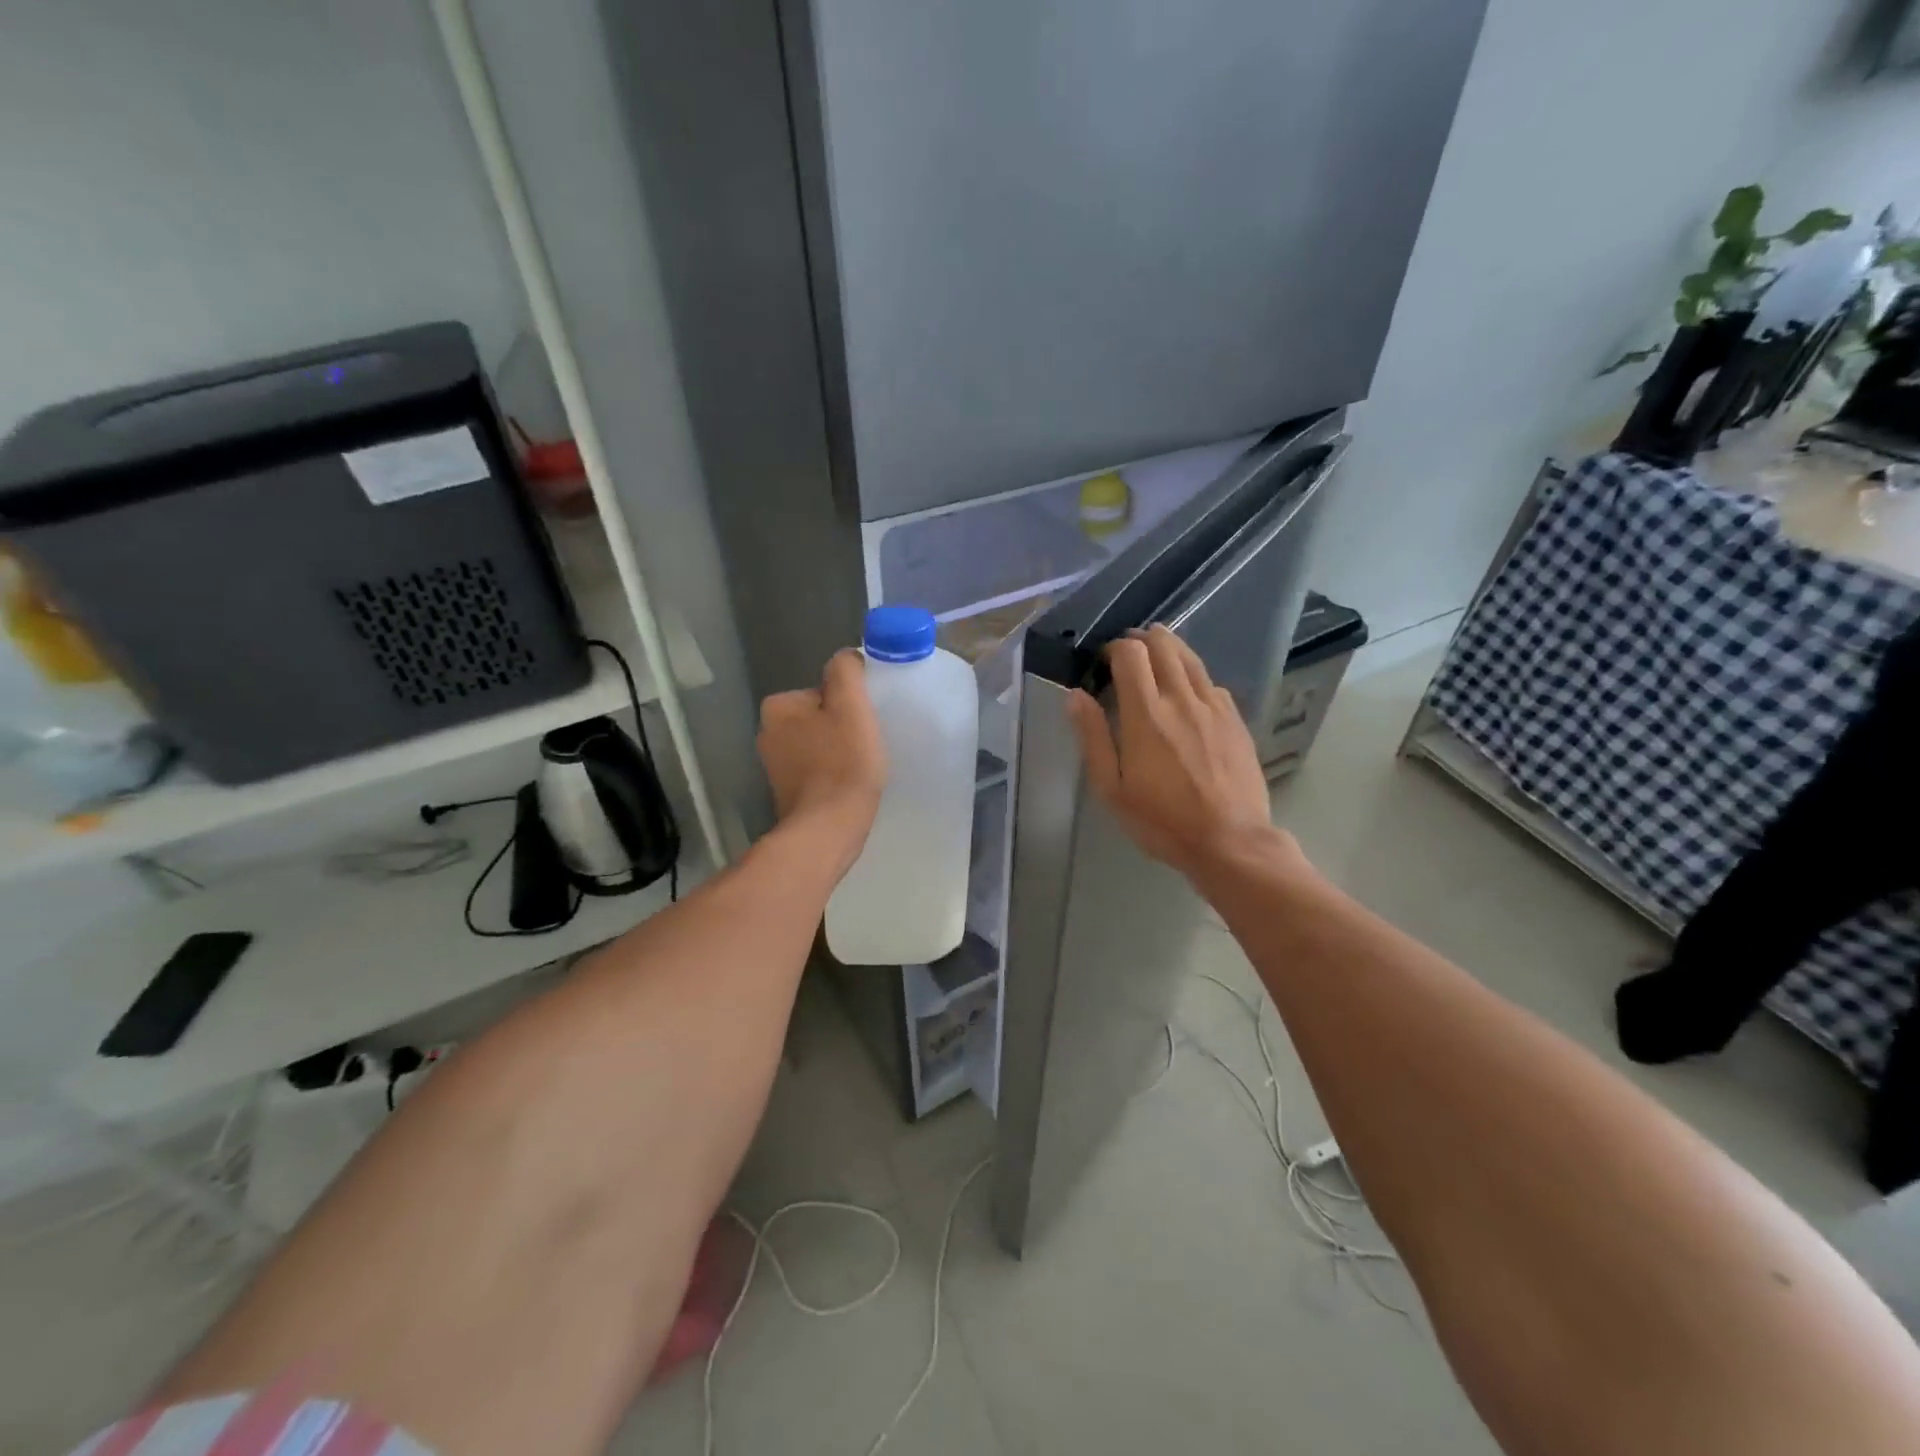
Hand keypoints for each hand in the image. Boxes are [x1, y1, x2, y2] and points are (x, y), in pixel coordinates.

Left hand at [757, 648, 886, 871]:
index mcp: (778, 706)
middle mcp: (767, 733)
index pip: (823, 691)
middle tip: (867, 745)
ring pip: (818, 745)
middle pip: (820, 717)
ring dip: (839, 752)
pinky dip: (832, 775)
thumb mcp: (851, 705)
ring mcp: (774, 767)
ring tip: (861, 769)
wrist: (828, 829)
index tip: (865, 723)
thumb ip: (846, 671)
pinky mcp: (786, 794)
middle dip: (842, 728)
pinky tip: (849, 787)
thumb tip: (847, 658)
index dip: (849, 705)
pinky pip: (816, 772)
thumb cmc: (843, 764)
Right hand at [1066, 625, 1286, 880]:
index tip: (1105, 662)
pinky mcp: (1235, 719)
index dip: (1114, 648)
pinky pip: (1211, 681)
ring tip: (1155, 658)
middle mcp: (1181, 699)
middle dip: (1141, 639)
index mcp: (1146, 714)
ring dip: (1169, 648)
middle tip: (1128, 656)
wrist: (1230, 841)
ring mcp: (1213, 706)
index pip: (1130, 653)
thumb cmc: (1162, 820)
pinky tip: (1187, 693)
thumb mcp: (1112, 788)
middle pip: (1163, 644)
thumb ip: (1093, 737)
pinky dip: (1192, 675)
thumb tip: (1075, 695)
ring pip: (1190, 657)